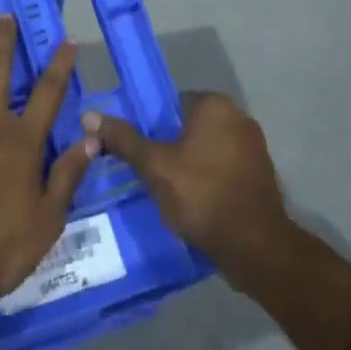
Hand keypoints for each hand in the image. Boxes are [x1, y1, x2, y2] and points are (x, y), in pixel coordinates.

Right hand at [84, 92, 291, 279]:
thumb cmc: (201, 195)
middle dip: (172, 145)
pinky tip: (196, 203)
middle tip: (151, 172)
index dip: (153, 126)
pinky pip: (226, 168)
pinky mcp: (262, 174)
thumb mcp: (154, 166)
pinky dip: (210, 179)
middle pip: (191, 125)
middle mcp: (239, 116)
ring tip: (170, 191)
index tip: (141, 150)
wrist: (254, 246)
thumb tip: (89, 116)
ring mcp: (254, 146)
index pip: (172, 103)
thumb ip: (123, 139)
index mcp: (214, 105)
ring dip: (192, 164)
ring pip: (209, 148)